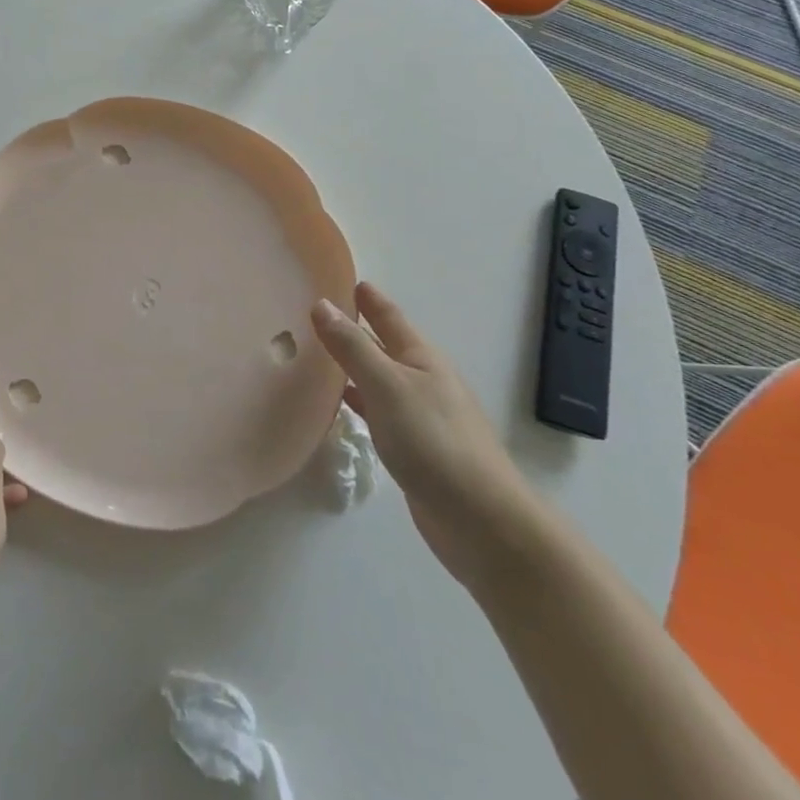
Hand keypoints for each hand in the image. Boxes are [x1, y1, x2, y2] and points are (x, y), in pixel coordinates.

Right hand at [312, 283, 540, 590]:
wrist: (481, 521)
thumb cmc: (434, 442)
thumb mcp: (387, 386)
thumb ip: (352, 347)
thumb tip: (321, 304)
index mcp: (421, 358)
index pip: (389, 316)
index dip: (368, 298)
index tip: (345, 279)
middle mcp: (422, 380)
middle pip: (384, 345)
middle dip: (357, 328)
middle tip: (319, 312)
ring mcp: (420, 416)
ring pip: (379, 379)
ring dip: (354, 365)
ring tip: (319, 353)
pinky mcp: (414, 448)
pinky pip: (378, 411)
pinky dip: (357, 401)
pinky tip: (338, 405)